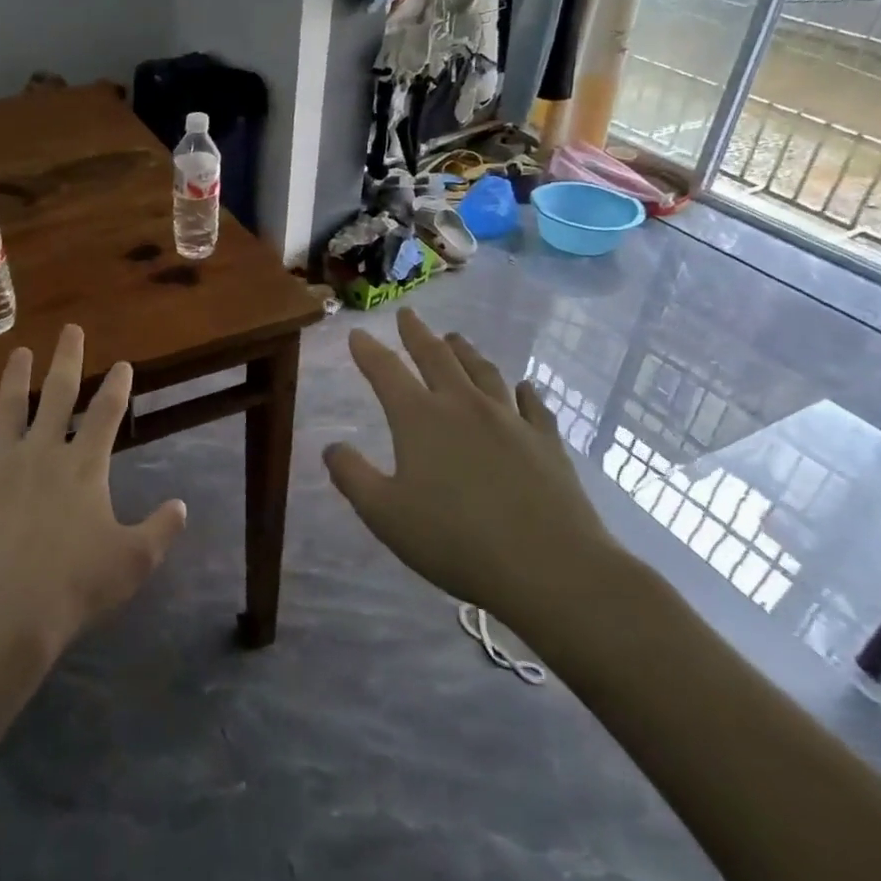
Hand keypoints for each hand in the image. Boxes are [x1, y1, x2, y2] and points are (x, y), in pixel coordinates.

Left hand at [0, 325, 187, 657]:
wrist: (1, 611)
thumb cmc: (74, 586)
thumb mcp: (133, 562)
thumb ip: (160, 530)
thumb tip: (181, 505)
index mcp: (84, 467)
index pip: (106, 414)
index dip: (117, 386)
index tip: (122, 363)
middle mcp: (42, 453)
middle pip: (57, 394)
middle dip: (67, 359)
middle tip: (70, 329)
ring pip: (7, 409)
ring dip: (14, 378)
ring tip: (19, 352)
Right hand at [323, 308, 622, 644]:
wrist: (549, 566)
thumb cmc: (454, 540)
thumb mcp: (384, 514)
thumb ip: (352, 476)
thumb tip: (331, 447)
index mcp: (419, 418)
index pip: (386, 371)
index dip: (368, 350)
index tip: (357, 333)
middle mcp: (463, 405)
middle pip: (436, 357)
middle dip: (417, 333)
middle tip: (408, 315)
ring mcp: (510, 420)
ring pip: (483, 372)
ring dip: (465, 351)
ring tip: (455, 338)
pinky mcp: (546, 442)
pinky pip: (532, 405)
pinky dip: (524, 391)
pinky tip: (523, 387)